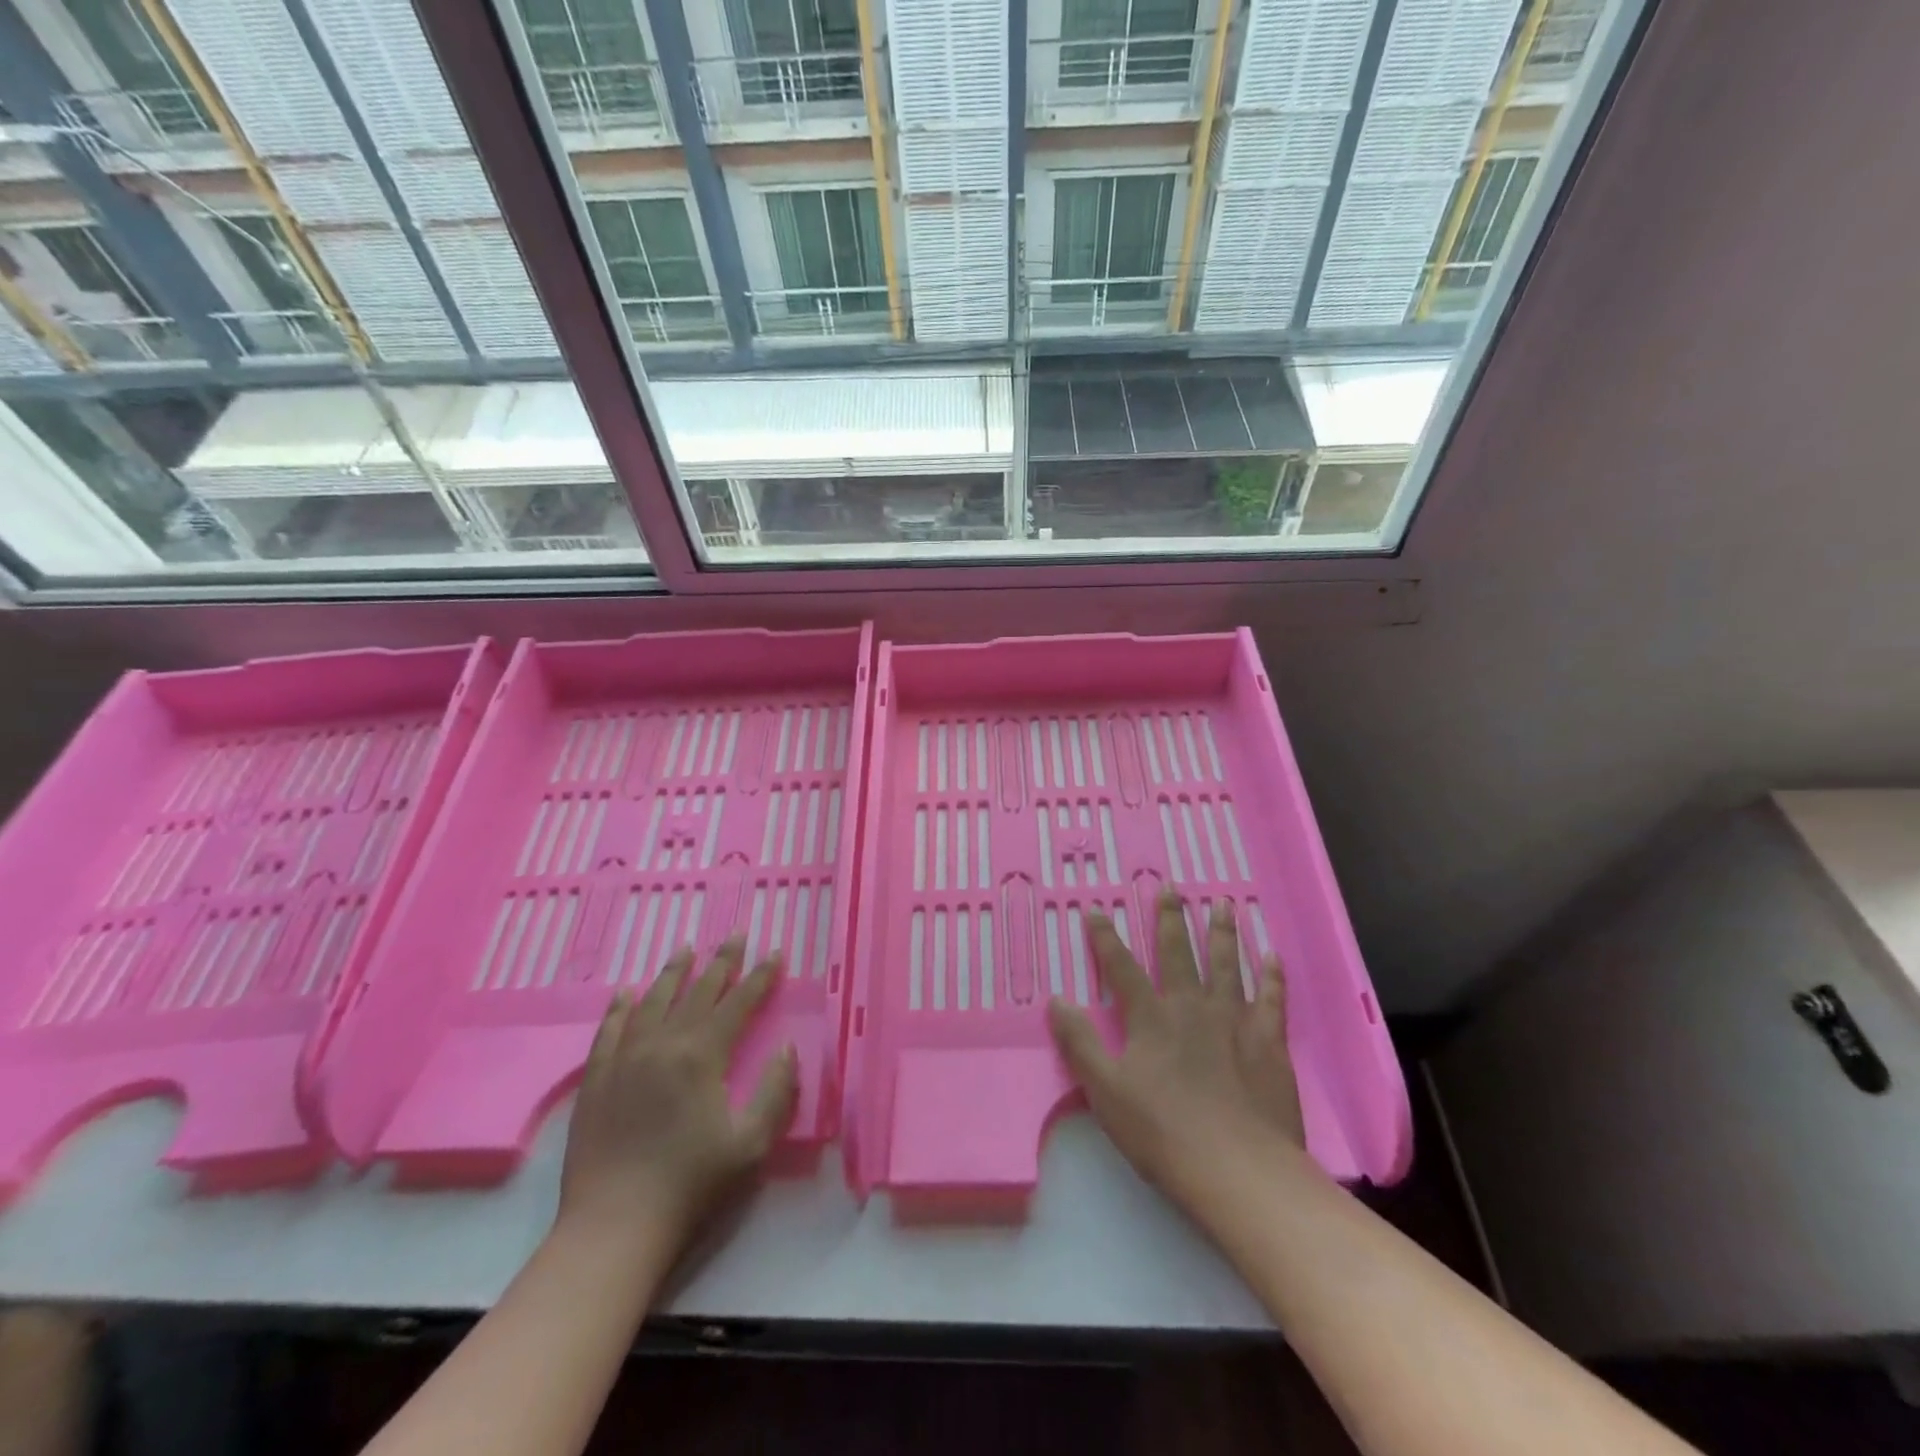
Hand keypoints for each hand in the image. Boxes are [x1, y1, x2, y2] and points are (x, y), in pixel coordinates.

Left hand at [557, 938, 797, 1264]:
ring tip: (686, 948)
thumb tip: (786, 1048)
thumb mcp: (751, 1144)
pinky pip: (610, 1031)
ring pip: (653, 1002)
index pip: (738, 1003)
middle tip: (735, 934)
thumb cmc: (691, 1186)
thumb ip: (776, 1091)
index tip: (775, 952)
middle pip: (698, 992)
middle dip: (721, 962)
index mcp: (702, 1056)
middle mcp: (663, 1045)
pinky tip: (626, 992)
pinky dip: (620, 1007)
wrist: (613, 1228)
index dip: (760, 977)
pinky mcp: (597, 1080)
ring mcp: (625, 1060)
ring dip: (672, 973)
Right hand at [1047, 891, 1306, 1213]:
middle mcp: (1191, 1007)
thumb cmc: (1163, 1133)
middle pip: (1178, 954)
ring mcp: (1234, 1021)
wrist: (1239, 1169)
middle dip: (1171, 919)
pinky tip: (1272, 955)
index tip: (1097, 910)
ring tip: (1223, 903)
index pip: (1121, 969)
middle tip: (1171, 888)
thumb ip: (1080, 1044)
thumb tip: (1056, 1000)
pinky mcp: (1268, 1043)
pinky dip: (1272, 976)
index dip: (1106, 939)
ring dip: (1222, 933)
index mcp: (1150, 1018)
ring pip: (1226, 965)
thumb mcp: (1106, 1092)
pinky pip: (1272, 999)